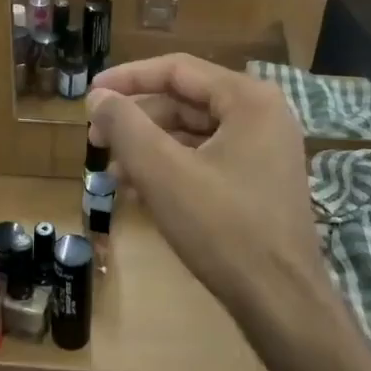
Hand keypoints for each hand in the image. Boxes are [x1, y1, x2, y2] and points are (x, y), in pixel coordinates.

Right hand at [87, 54, 333, 342]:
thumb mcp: (163, 173)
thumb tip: (98, 98)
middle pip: (185, 101)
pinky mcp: (259, 182)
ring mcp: (265, 151)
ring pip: (194, 134)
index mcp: (249, 100)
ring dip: (150, 149)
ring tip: (113, 174)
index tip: (90, 95)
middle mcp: (263, 115)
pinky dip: (173, 169)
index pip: (177, 70)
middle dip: (138, 120)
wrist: (280, 301)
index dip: (127, 78)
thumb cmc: (223, 228)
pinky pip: (207, 160)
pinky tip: (142, 192)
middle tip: (96, 141)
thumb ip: (126, 127)